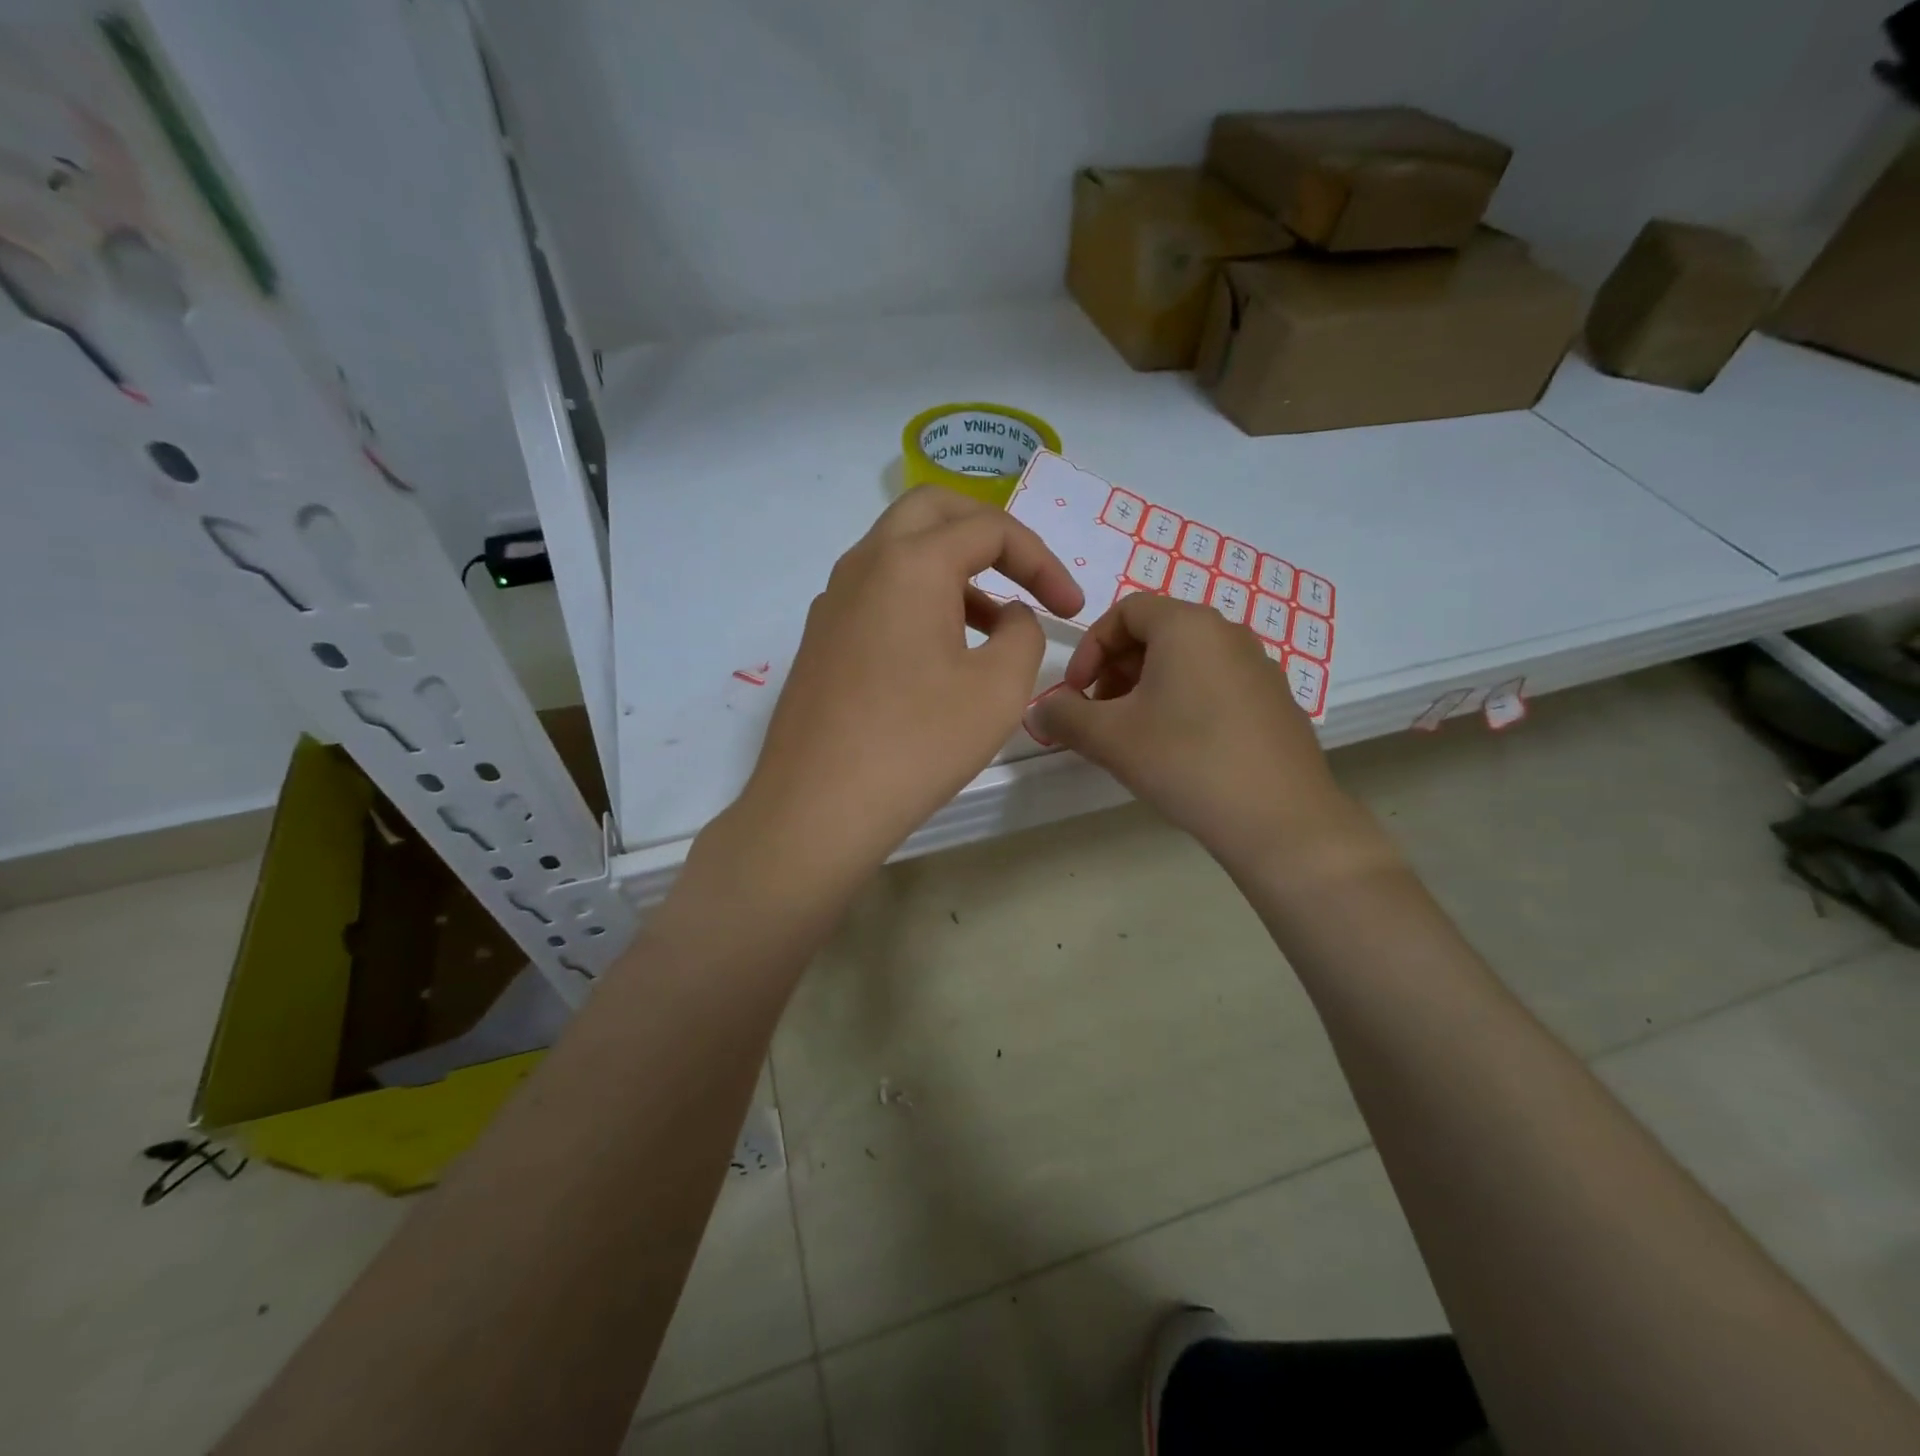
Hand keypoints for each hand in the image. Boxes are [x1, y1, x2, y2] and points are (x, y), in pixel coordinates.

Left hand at [729, 487, 1083, 886]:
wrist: (818, 807)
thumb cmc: (917, 743)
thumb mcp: (999, 688)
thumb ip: (1023, 634)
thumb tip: (1009, 617)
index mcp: (910, 562)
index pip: (990, 529)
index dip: (1043, 562)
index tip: (1071, 609)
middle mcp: (864, 564)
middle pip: (934, 511)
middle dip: (991, 534)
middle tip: (1026, 575)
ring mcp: (833, 600)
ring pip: (901, 552)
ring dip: (955, 570)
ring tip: (995, 626)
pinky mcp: (821, 638)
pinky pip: (879, 592)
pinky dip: (921, 599)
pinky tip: (942, 654)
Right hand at [1029, 594, 1372, 876]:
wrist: (1280, 819)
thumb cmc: (1186, 761)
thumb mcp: (1109, 738)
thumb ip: (1063, 717)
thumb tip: (1039, 711)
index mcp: (1187, 626)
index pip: (1125, 611)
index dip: (1089, 648)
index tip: (1075, 692)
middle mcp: (1227, 633)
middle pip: (1155, 633)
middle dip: (1115, 670)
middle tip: (1099, 716)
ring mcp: (1258, 666)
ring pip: (1185, 662)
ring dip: (1146, 688)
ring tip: (1133, 736)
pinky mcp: (1274, 701)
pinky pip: (1214, 685)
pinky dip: (1182, 702)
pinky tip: (1178, 750)